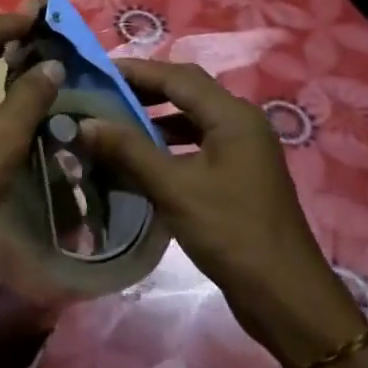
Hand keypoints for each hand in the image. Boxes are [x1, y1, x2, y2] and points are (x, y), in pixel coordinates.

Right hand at [80, 59, 361, 363]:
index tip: (94, 72)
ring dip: (152, 119)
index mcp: (233, 116)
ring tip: (110, 123)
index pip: (177, 77)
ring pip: (189, 120)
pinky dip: (164, 145)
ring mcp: (240, 152)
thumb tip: (84, 122)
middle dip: (142, 91)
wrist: (284, 296)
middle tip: (99, 94)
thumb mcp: (174, 188)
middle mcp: (240, 124)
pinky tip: (136, 159)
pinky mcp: (235, 177)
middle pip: (185, 93)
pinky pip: (193, 146)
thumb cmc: (231, 233)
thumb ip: (128, 150)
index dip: (134, 71)